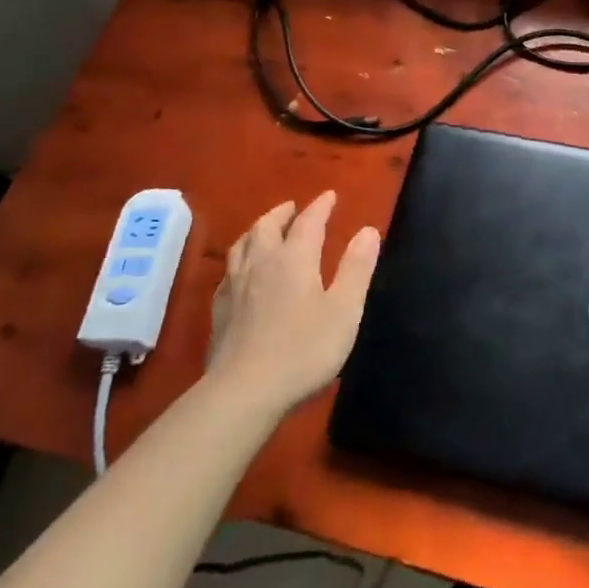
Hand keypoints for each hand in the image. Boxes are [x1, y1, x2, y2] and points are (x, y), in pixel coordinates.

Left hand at [208, 191, 379, 419]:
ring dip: (257, 230)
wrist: (244, 392)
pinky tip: (240, 272)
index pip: (308, 222)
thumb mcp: (344, 310)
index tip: (330, 196)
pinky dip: (239, 260)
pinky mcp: (220, 311)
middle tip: (293, 207)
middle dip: (283, 213)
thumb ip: (356, 268)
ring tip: (266, 229)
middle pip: (268, 227)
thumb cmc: (303, 350)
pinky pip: (228, 272)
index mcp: (294, 259)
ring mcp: (235, 287)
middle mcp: (262, 264)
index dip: (320, 207)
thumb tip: (369, 230)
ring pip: (243, 245)